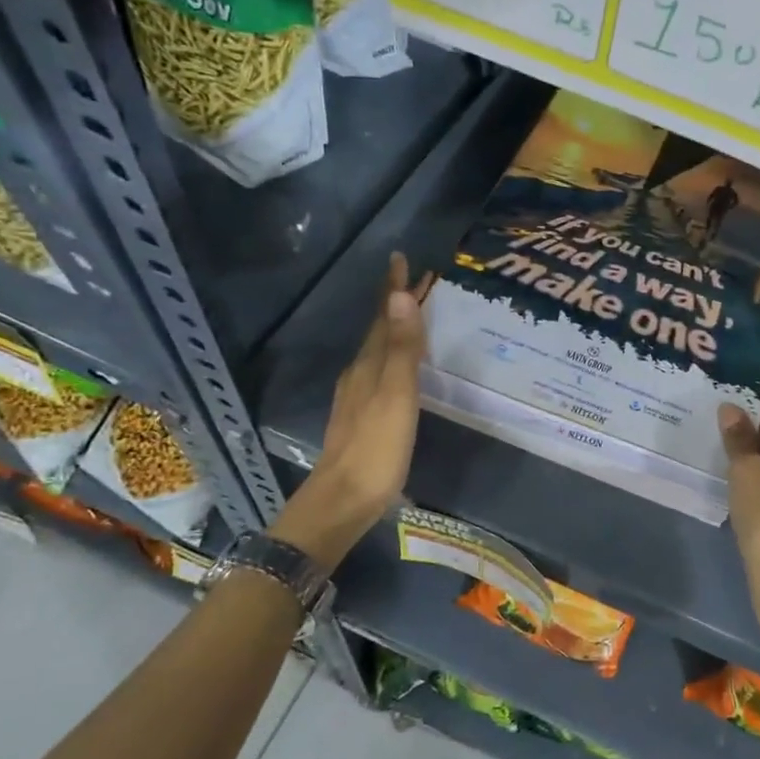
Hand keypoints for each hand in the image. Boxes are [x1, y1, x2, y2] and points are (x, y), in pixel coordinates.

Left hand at [270, 252, 426, 564]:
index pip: (385, 316)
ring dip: (395, 329)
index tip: (401, 258)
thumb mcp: (396, 396)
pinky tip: (400, 368)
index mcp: (370, 364)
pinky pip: (379, 372)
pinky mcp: (362, 417)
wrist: (341, 500)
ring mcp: (357, 397)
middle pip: (380, 330)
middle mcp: (360, 373)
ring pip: (378, 351)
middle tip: (417, 282)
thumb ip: (402, 349)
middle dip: (397, 304)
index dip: (394, 288)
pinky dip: (393, 357)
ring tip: (413, 317)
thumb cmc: (376, 448)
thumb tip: (400, 296)